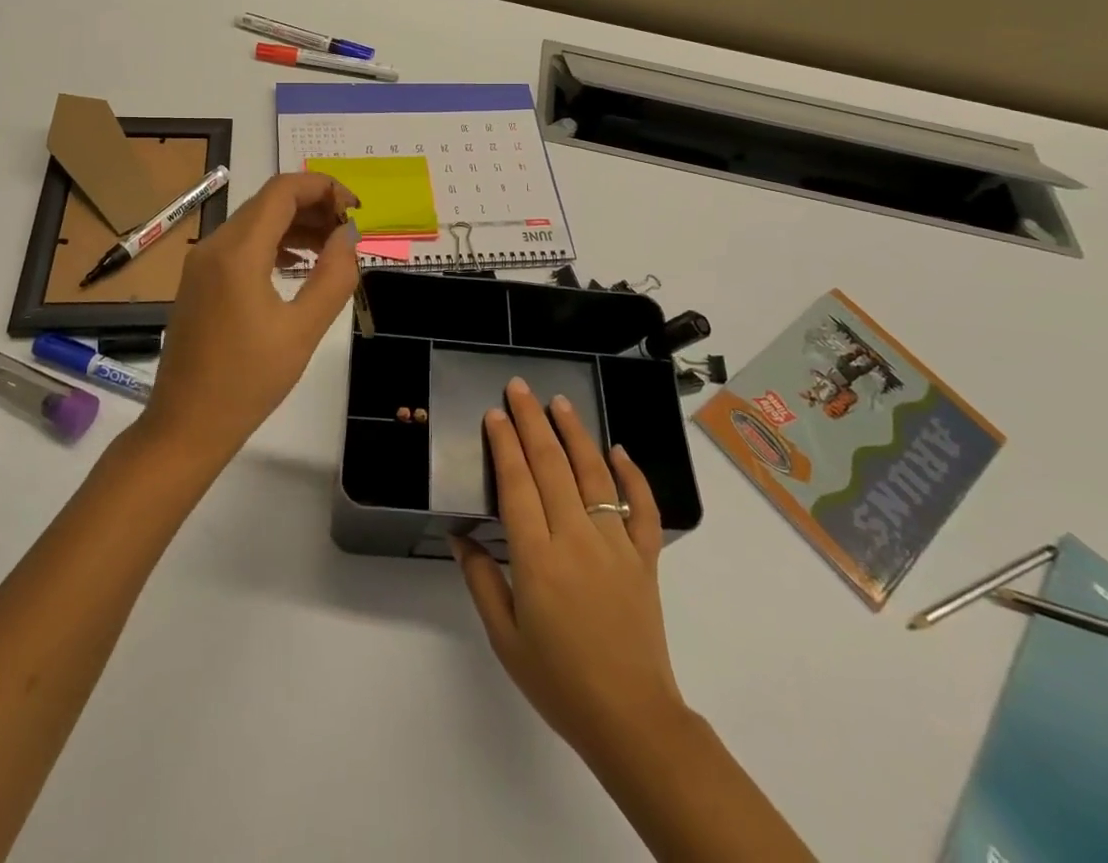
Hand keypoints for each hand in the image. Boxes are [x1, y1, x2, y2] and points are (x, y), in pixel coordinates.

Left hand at [143, 172, 359, 468]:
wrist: (185, 426)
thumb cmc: (248, 382)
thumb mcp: (303, 330)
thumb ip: (334, 276)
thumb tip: (349, 236)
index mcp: (237, 252)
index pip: (283, 190)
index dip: (324, 188)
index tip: (356, 210)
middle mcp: (214, 246)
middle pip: (269, 202)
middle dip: (314, 206)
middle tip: (349, 232)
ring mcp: (201, 264)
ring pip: (255, 222)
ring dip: (296, 225)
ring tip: (332, 249)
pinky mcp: (199, 281)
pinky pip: (241, 245)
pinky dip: (274, 244)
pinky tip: (298, 265)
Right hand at [453, 378, 685, 766]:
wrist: (630, 718)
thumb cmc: (559, 681)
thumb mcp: (505, 637)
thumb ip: (481, 579)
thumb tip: (461, 535)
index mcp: (538, 558)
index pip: (517, 484)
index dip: (505, 444)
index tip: (495, 414)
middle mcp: (576, 539)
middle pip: (551, 466)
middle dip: (532, 422)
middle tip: (520, 388)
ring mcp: (616, 544)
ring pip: (594, 475)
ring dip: (575, 434)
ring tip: (560, 402)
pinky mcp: (645, 557)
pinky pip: (641, 507)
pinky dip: (632, 475)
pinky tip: (619, 449)